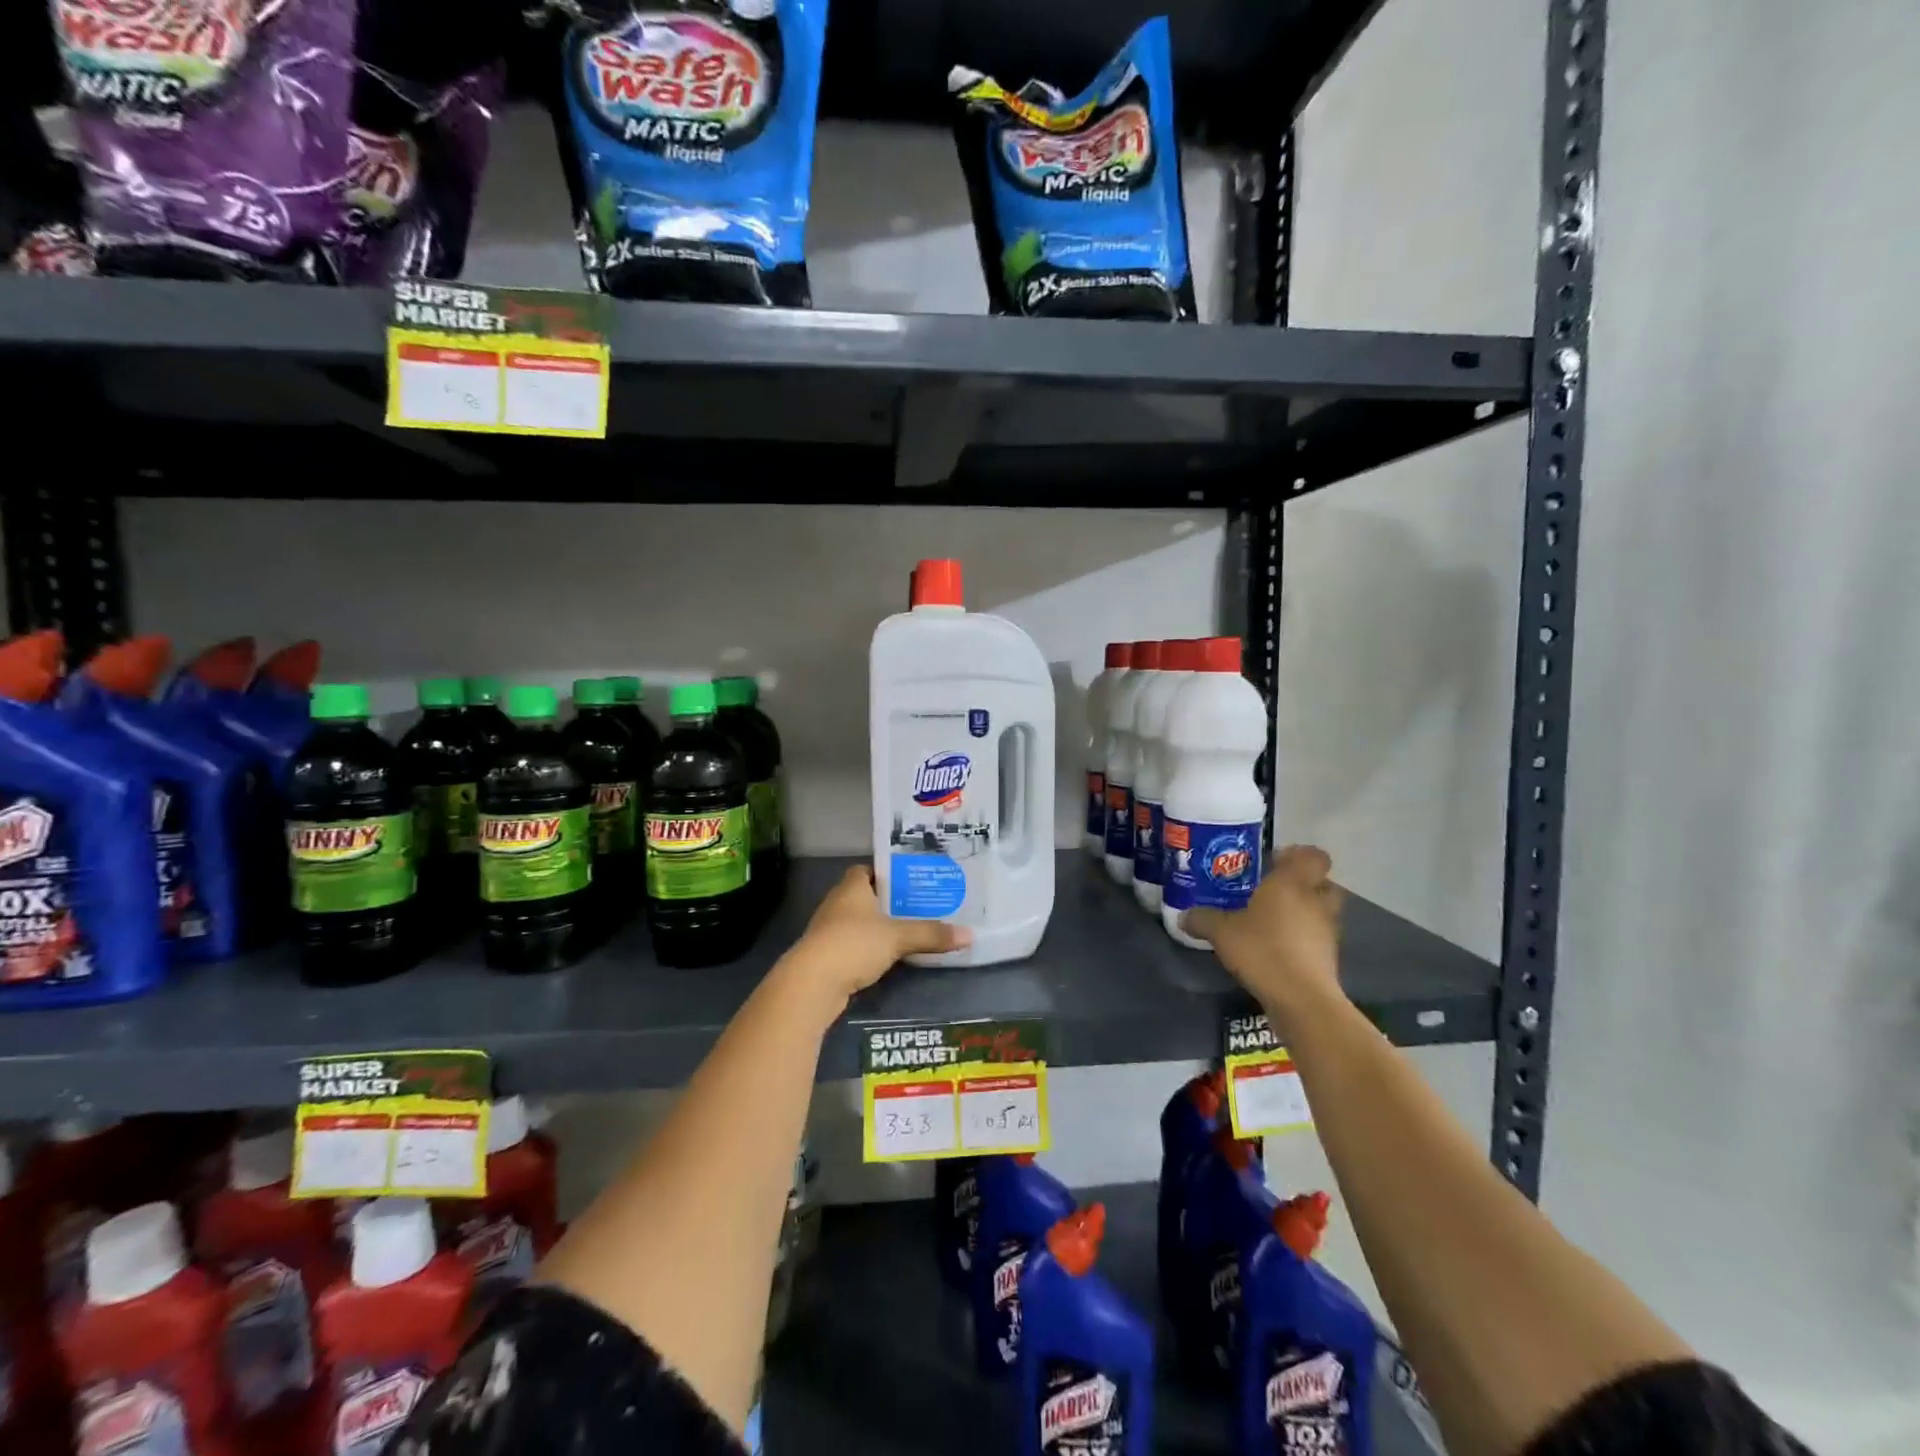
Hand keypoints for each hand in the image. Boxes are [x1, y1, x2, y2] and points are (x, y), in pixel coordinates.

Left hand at [786, 866, 971, 1003]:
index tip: (910, 880)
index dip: (887, 873)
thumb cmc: (854, 944)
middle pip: (865, 896)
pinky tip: (887, 957)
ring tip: (908, 931)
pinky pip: (852, 945)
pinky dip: (868, 948)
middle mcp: (837, 903)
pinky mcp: (826, 956)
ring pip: (858, 922)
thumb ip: (931, 934)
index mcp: (851, 887)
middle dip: (888, 901)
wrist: (812, 983)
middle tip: (919, 905)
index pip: (868, 870)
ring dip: (877, 926)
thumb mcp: (898, 937)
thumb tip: (970, 935)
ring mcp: (828, 930)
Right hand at [1183, 845, 1344, 1022]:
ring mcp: (1327, 930)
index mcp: (1293, 883)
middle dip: (1302, 884)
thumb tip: (1183, 915)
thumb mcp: (1222, 932)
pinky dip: (1304, 939)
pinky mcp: (1330, 958)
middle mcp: (1315, 901)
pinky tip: (1278, 948)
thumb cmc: (1263, 950)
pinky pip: (1317, 938)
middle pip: (1321, 883)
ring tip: (1273, 922)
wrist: (1302, 999)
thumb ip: (1203, 919)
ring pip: (1321, 911)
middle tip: (1273, 891)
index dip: (1298, 855)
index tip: (1273, 862)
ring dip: (1304, 912)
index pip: (1313, 856)